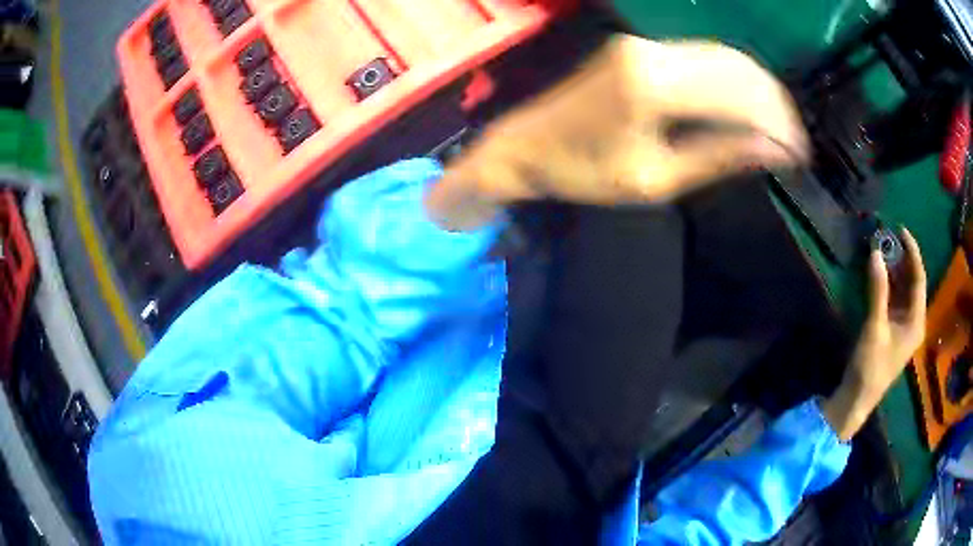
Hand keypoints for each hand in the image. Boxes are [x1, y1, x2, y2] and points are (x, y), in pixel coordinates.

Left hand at [426, 35, 808, 229]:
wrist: (525, 143)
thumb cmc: (584, 171)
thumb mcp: (657, 178)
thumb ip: (719, 156)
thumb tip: (773, 150)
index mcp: (653, 84)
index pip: (739, 92)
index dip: (778, 121)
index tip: (799, 153)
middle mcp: (652, 51)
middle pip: (736, 65)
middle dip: (774, 103)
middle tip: (794, 142)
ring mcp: (644, 44)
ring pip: (722, 55)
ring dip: (756, 89)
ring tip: (777, 129)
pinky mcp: (639, 48)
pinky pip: (701, 56)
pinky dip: (731, 80)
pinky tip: (745, 107)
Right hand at [822, 229, 926, 440]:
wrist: (857, 399)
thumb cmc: (871, 366)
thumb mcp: (875, 327)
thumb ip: (878, 290)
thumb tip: (875, 252)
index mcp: (916, 320)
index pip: (919, 277)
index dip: (912, 252)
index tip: (900, 230)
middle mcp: (914, 320)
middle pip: (912, 282)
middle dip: (902, 259)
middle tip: (887, 238)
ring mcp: (903, 326)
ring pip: (903, 290)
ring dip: (894, 270)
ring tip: (882, 250)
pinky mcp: (893, 330)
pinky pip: (894, 299)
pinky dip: (888, 284)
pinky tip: (878, 274)